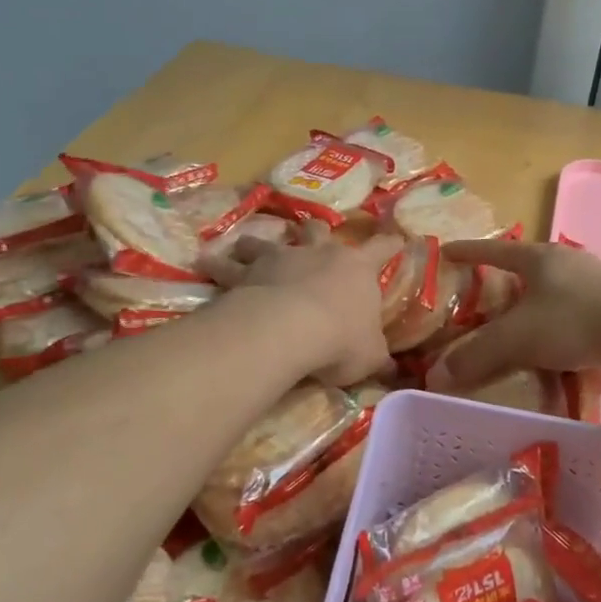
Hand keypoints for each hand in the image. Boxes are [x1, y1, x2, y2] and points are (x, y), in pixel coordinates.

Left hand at [203, 222, 392, 385]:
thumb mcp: (370, 356)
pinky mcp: (248, 271)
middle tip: (313, 229)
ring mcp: (282, 258)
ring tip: (247, 243)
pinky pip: (228, 265)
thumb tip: (396, 372)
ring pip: (269, 241)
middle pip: (320, 230)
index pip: (382, 248)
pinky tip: (203, 260)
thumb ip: (380, 358)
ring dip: (259, 242)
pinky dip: (216, 262)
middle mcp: (320, 253)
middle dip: (317, 229)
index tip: (397, 236)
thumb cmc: (340, 339)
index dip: (390, 243)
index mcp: (357, 269)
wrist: (290, 329)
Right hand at [424, 239, 600, 391]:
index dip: (468, 252)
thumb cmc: (577, 320)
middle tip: (480, 302)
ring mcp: (596, 286)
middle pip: (526, 271)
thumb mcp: (518, 338)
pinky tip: (553, 355)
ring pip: (553, 297)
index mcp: (540, 258)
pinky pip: (576, 320)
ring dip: (534, 312)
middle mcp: (567, 264)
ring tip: (515, 333)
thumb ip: (477, 356)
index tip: (446, 252)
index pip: (494, 250)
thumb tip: (435, 376)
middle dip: (503, 284)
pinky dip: (559, 334)